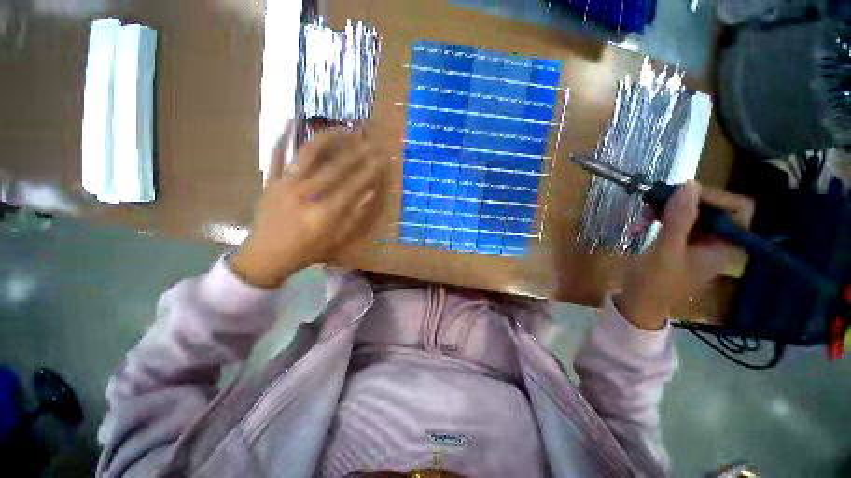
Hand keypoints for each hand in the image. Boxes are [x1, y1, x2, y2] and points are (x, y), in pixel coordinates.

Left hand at [231, 125, 385, 287]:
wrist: (266, 256)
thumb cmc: (306, 251)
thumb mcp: (336, 241)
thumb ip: (355, 218)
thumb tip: (370, 194)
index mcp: (324, 212)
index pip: (353, 186)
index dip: (370, 171)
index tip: (382, 159)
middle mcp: (306, 194)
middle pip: (335, 167)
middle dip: (356, 152)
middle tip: (369, 141)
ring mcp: (285, 184)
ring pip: (307, 155)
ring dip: (327, 138)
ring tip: (342, 128)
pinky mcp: (270, 181)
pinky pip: (276, 155)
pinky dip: (282, 137)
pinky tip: (291, 120)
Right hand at [616, 181, 754, 329]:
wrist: (639, 301)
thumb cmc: (655, 282)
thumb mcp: (666, 250)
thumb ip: (679, 219)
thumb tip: (690, 183)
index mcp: (728, 246)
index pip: (738, 207)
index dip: (712, 196)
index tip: (679, 196)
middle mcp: (721, 240)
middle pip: (713, 206)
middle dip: (682, 202)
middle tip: (652, 204)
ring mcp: (703, 242)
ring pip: (693, 211)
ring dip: (667, 209)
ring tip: (643, 215)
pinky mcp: (686, 242)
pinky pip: (680, 220)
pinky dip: (661, 217)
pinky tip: (642, 224)